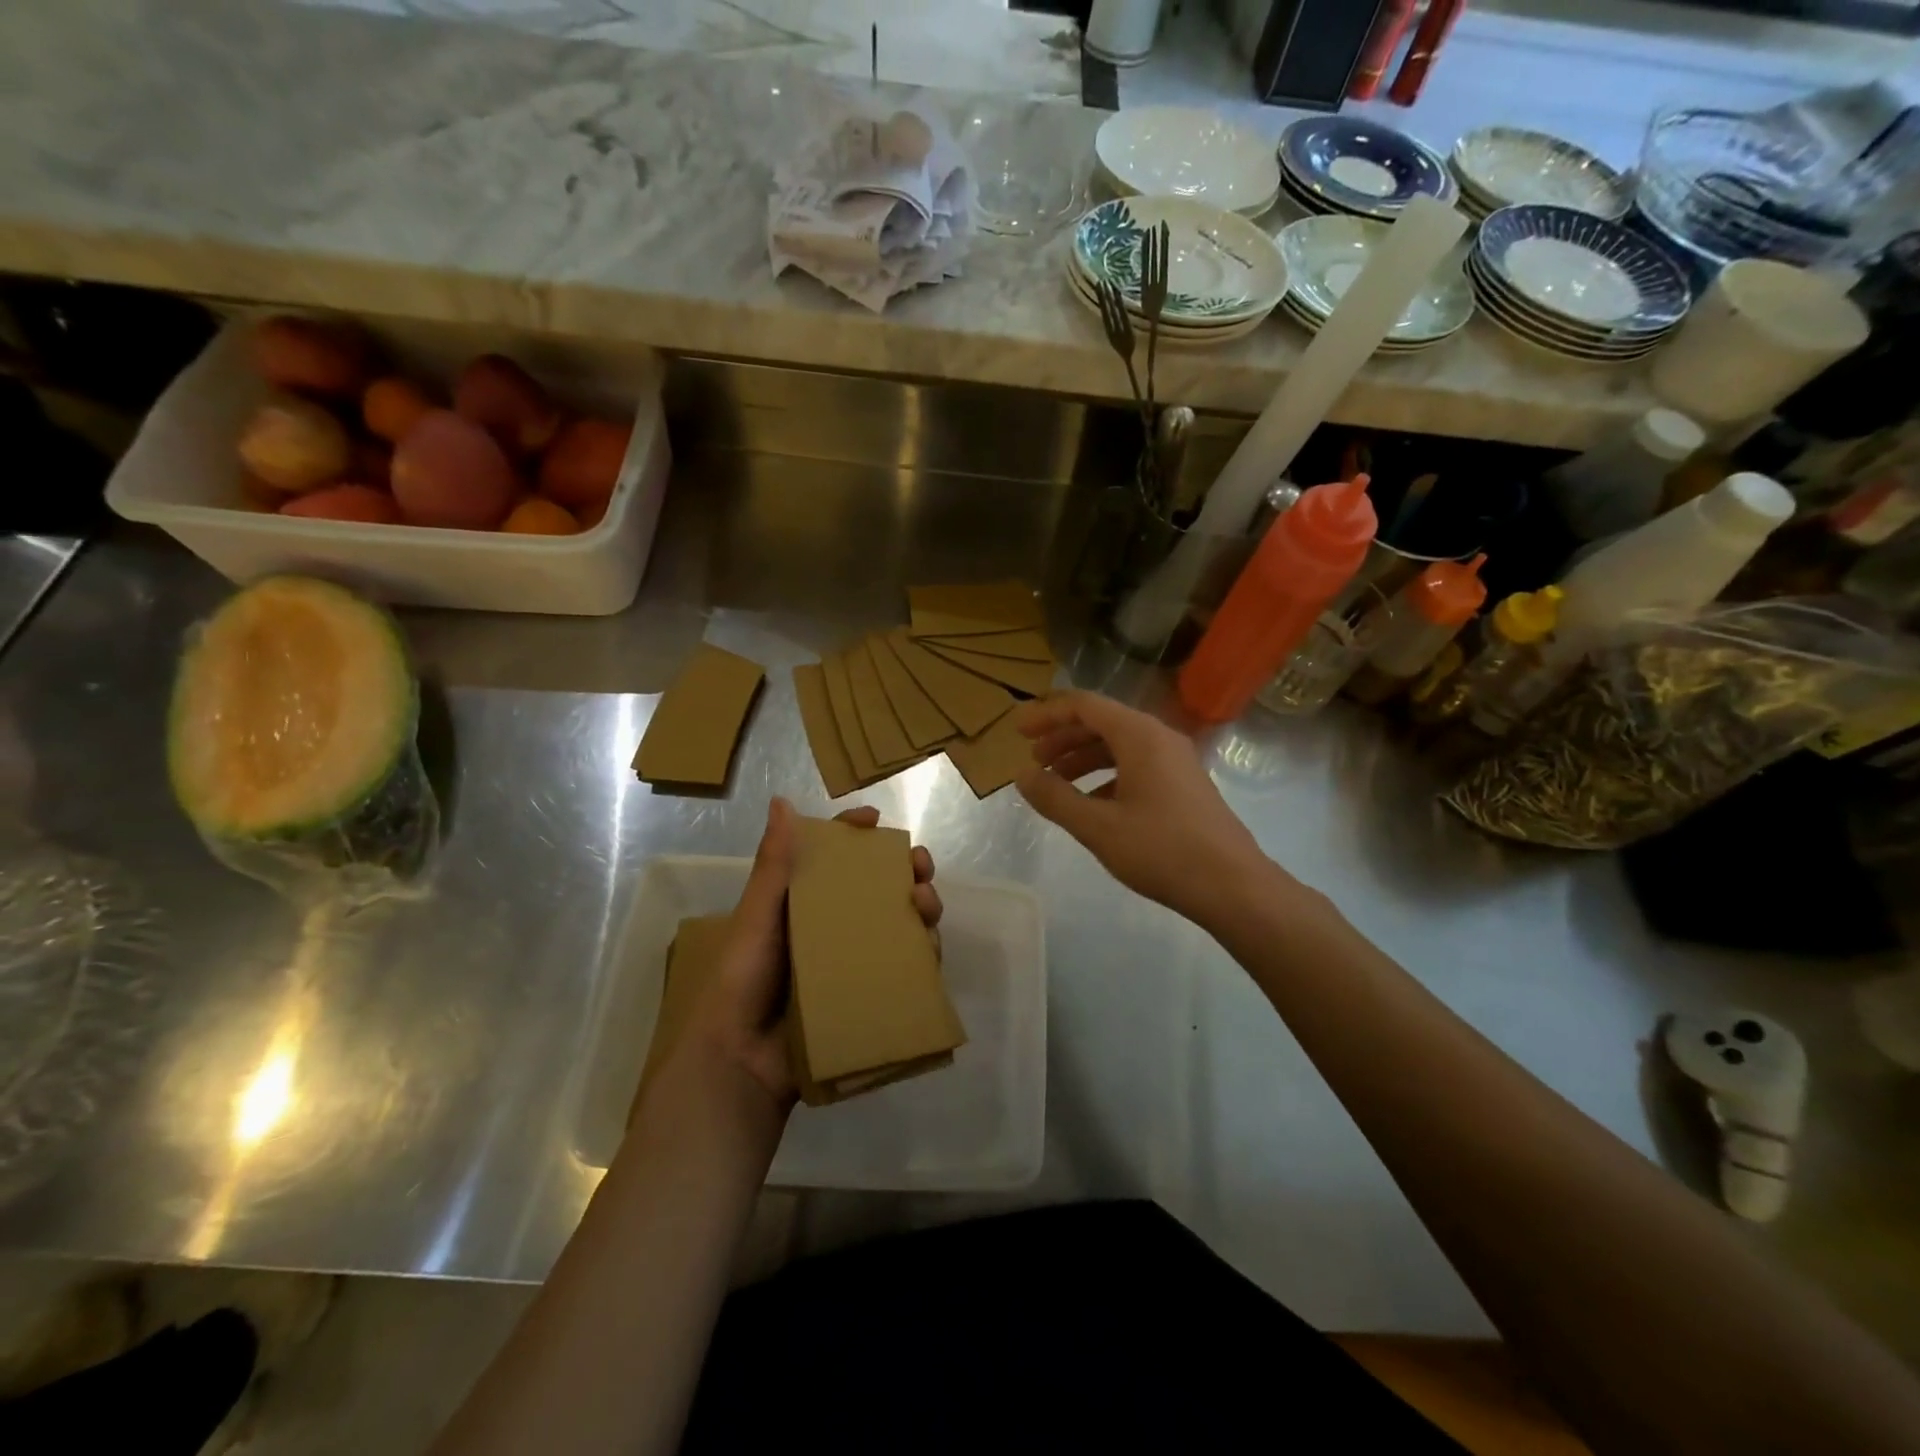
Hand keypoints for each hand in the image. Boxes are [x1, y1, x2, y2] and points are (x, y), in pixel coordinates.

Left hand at [685, 797, 941, 1110]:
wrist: (742, 1061)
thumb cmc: (744, 979)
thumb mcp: (758, 915)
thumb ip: (774, 864)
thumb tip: (782, 802)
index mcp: (803, 904)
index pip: (834, 859)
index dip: (856, 836)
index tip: (876, 821)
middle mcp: (832, 927)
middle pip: (878, 889)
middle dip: (905, 870)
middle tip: (920, 866)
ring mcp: (853, 962)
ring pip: (899, 924)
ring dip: (921, 907)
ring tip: (926, 904)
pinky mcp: (869, 994)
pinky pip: (904, 968)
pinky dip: (924, 953)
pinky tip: (931, 946)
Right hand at [1015, 691, 1271, 927]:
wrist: (1232, 886)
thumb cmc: (1161, 850)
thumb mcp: (1097, 826)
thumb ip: (1055, 797)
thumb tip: (1022, 775)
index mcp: (1139, 735)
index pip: (1084, 706)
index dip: (1047, 714)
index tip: (1018, 731)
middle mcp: (1159, 738)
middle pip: (1102, 722)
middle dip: (1063, 737)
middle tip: (1033, 760)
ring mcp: (1176, 761)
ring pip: (1119, 746)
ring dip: (1083, 757)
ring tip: (1055, 781)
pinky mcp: (1183, 785)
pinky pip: (1136, 765)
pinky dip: (1106, 775)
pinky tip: (1091, 803)